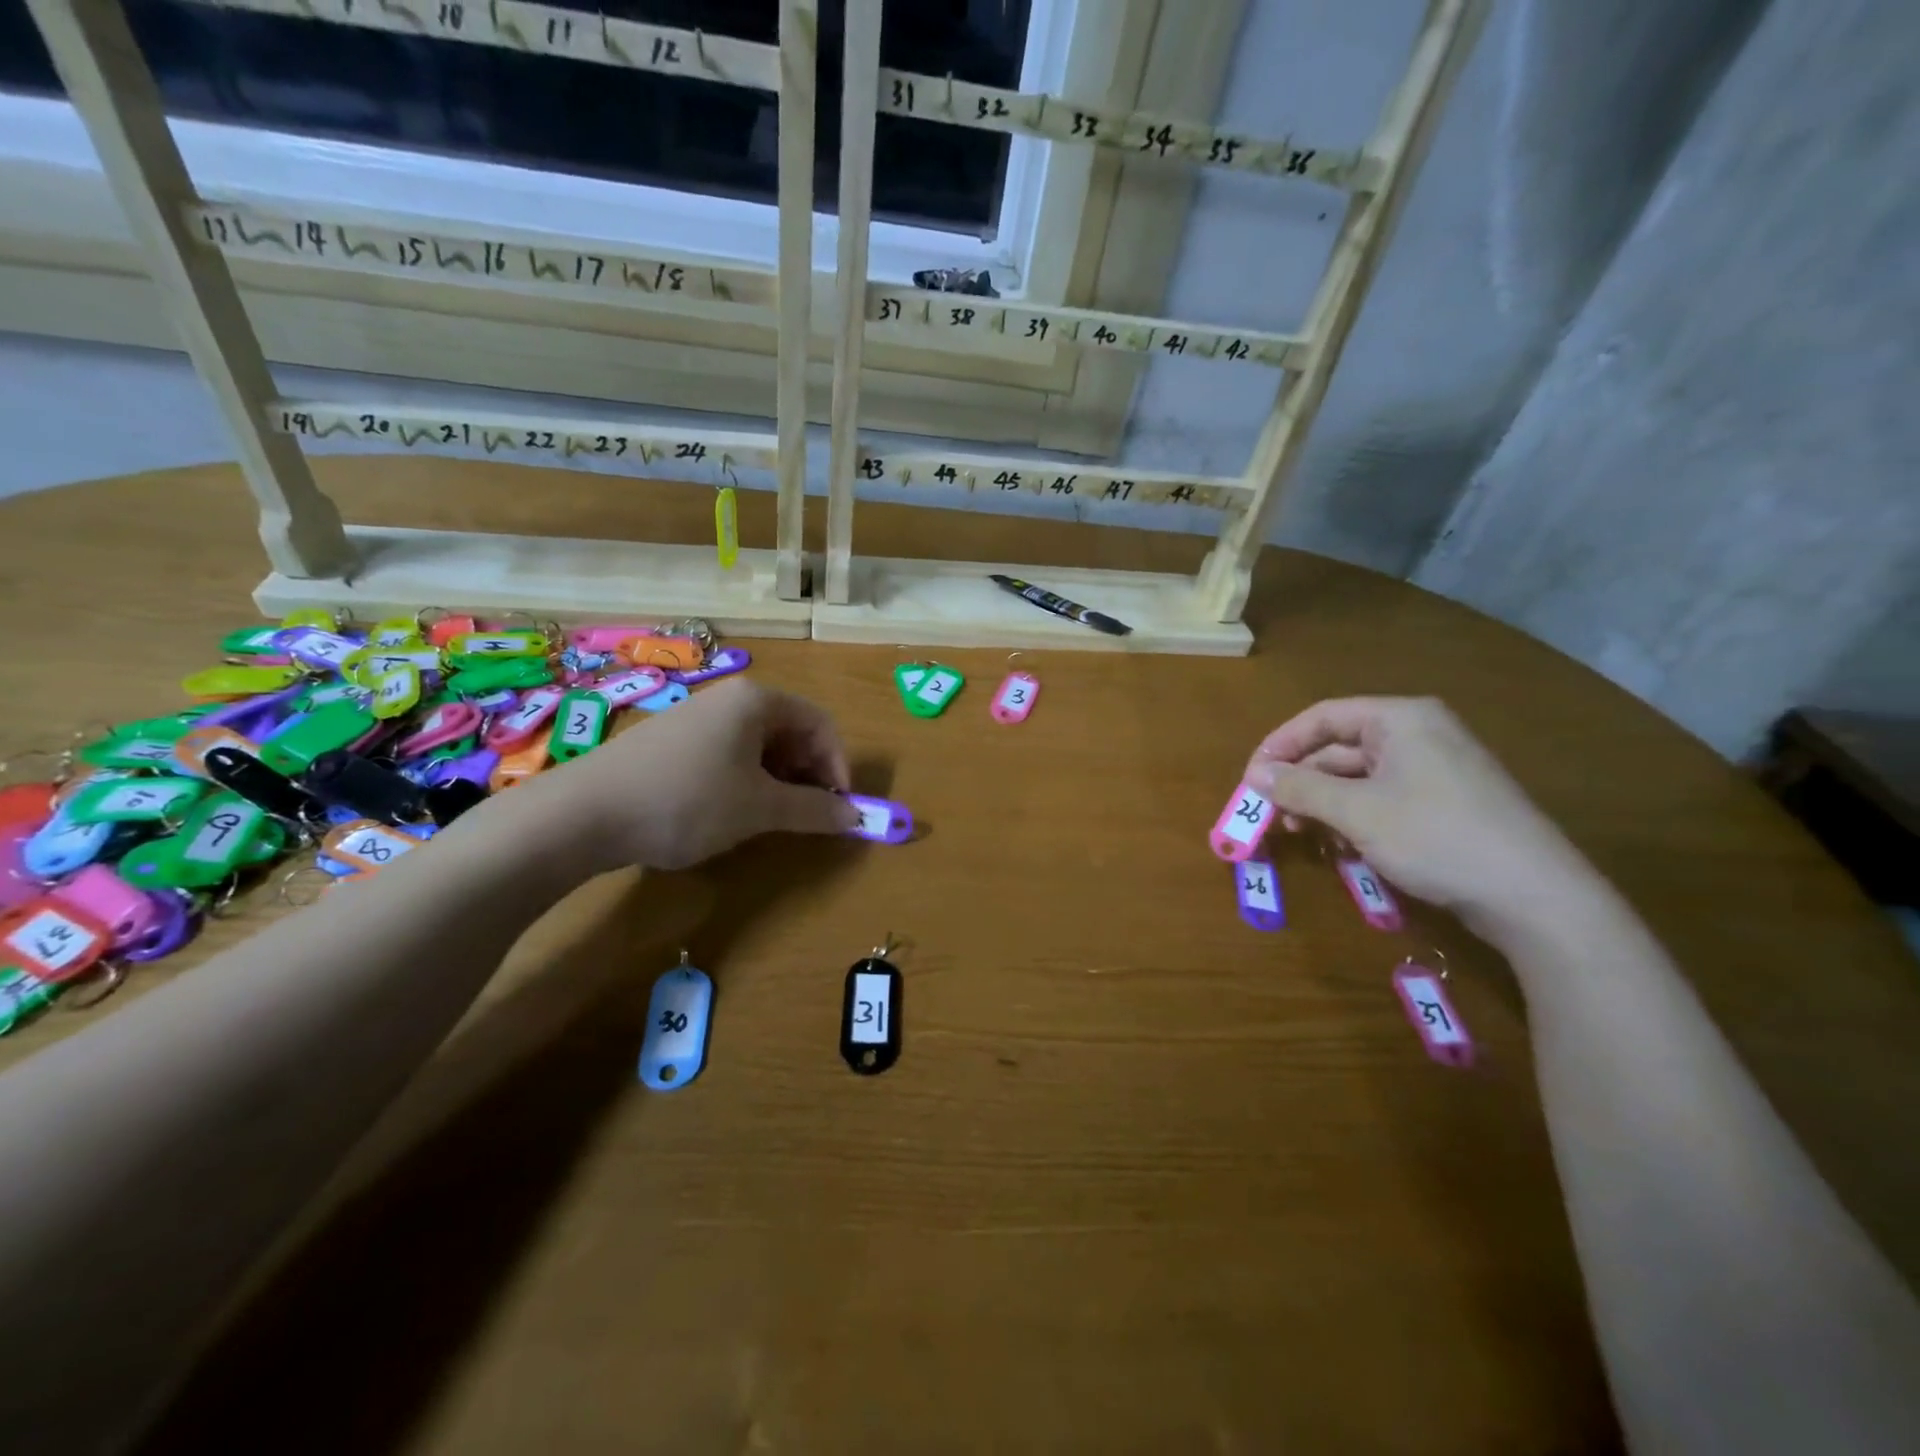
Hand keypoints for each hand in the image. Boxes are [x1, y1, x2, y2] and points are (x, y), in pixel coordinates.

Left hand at [525, 678, 858, 871]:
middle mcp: (729, 699)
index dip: (838, 765)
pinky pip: (728, 753)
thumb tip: (856, 818)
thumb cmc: (687, 800)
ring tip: (771, 817)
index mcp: (757, 701)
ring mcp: (696, 717)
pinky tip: (731, 811)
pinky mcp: (672, 741)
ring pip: (759, 745)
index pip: (820, 724)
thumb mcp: (760, 808)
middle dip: (808, 774)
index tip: (838, 807)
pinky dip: (746, 780)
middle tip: (807, 815)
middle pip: (791, 731)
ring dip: (778, 780)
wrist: (584, 812)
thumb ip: (814, 811)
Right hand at [1243, 697, 1596, 937]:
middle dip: (1302, 781)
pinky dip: (1355, 819)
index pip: (1322, 717)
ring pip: (1359, 778)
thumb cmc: (1437, 837)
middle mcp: (1418, 734)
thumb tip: (1255, 775)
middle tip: (1271, 814)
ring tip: (1303, 836)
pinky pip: (1383, 799)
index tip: (1251, 778)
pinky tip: (1344, 848)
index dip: (1280, 745)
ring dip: (1324, 805)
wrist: (1534, 896)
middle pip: (1339, 748)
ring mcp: (1435, 770)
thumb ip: (1301, 788)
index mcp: (1400, 719)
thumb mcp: (1357, 812)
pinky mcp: (1445, 804)